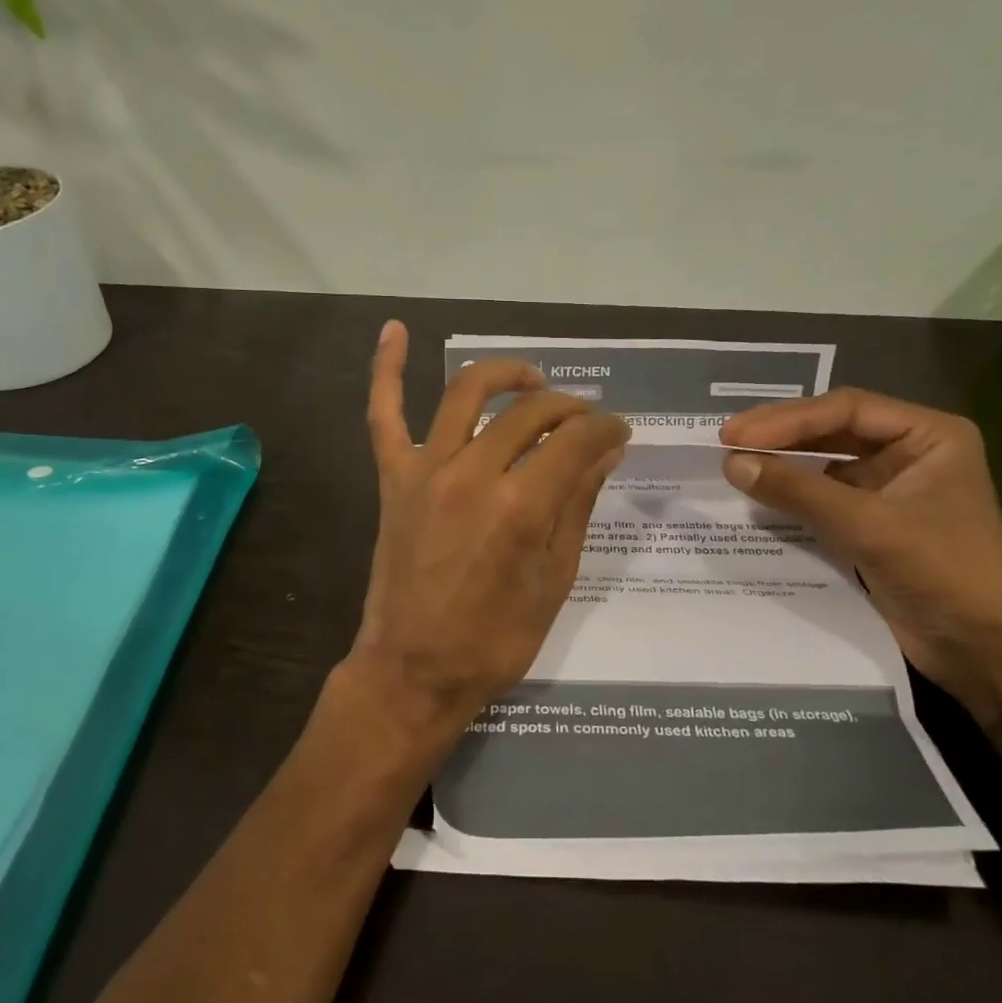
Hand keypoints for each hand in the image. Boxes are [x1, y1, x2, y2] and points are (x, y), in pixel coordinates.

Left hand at [334, 321, 628, 753]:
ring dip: (506, 375)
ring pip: (467, 393)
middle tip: (585, 421)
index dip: (606, 427)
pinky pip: (383, 413)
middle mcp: (473, 473)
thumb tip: (606, 448)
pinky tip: (394, 330)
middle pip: (530, 412)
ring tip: (532, 380)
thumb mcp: (555, 579)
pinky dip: (386, 369)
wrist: (413, 671)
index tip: (618, 430)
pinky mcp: (393, 478)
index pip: (577, 439)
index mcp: (521, 506)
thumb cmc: (494, 640)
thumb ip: (578, 504)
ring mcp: (425, 470)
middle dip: (569, 407)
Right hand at [718, 389, 1001, 718]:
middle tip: (726, 442)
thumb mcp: (868, 526)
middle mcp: (909, 453)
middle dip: (781, 437)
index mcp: (928, 436)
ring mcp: (891, 489)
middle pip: (833, 431)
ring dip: (783, 465)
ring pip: (825, 464)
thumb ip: (798, 491)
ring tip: (734, 465)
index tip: (735, 434)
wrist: (986, 650)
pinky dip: (792, 497)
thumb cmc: (943, 573)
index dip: (787, 419)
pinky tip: (758, 497)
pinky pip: (824, 498)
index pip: (846, 410)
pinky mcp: (874, 523)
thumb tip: (732, 464)